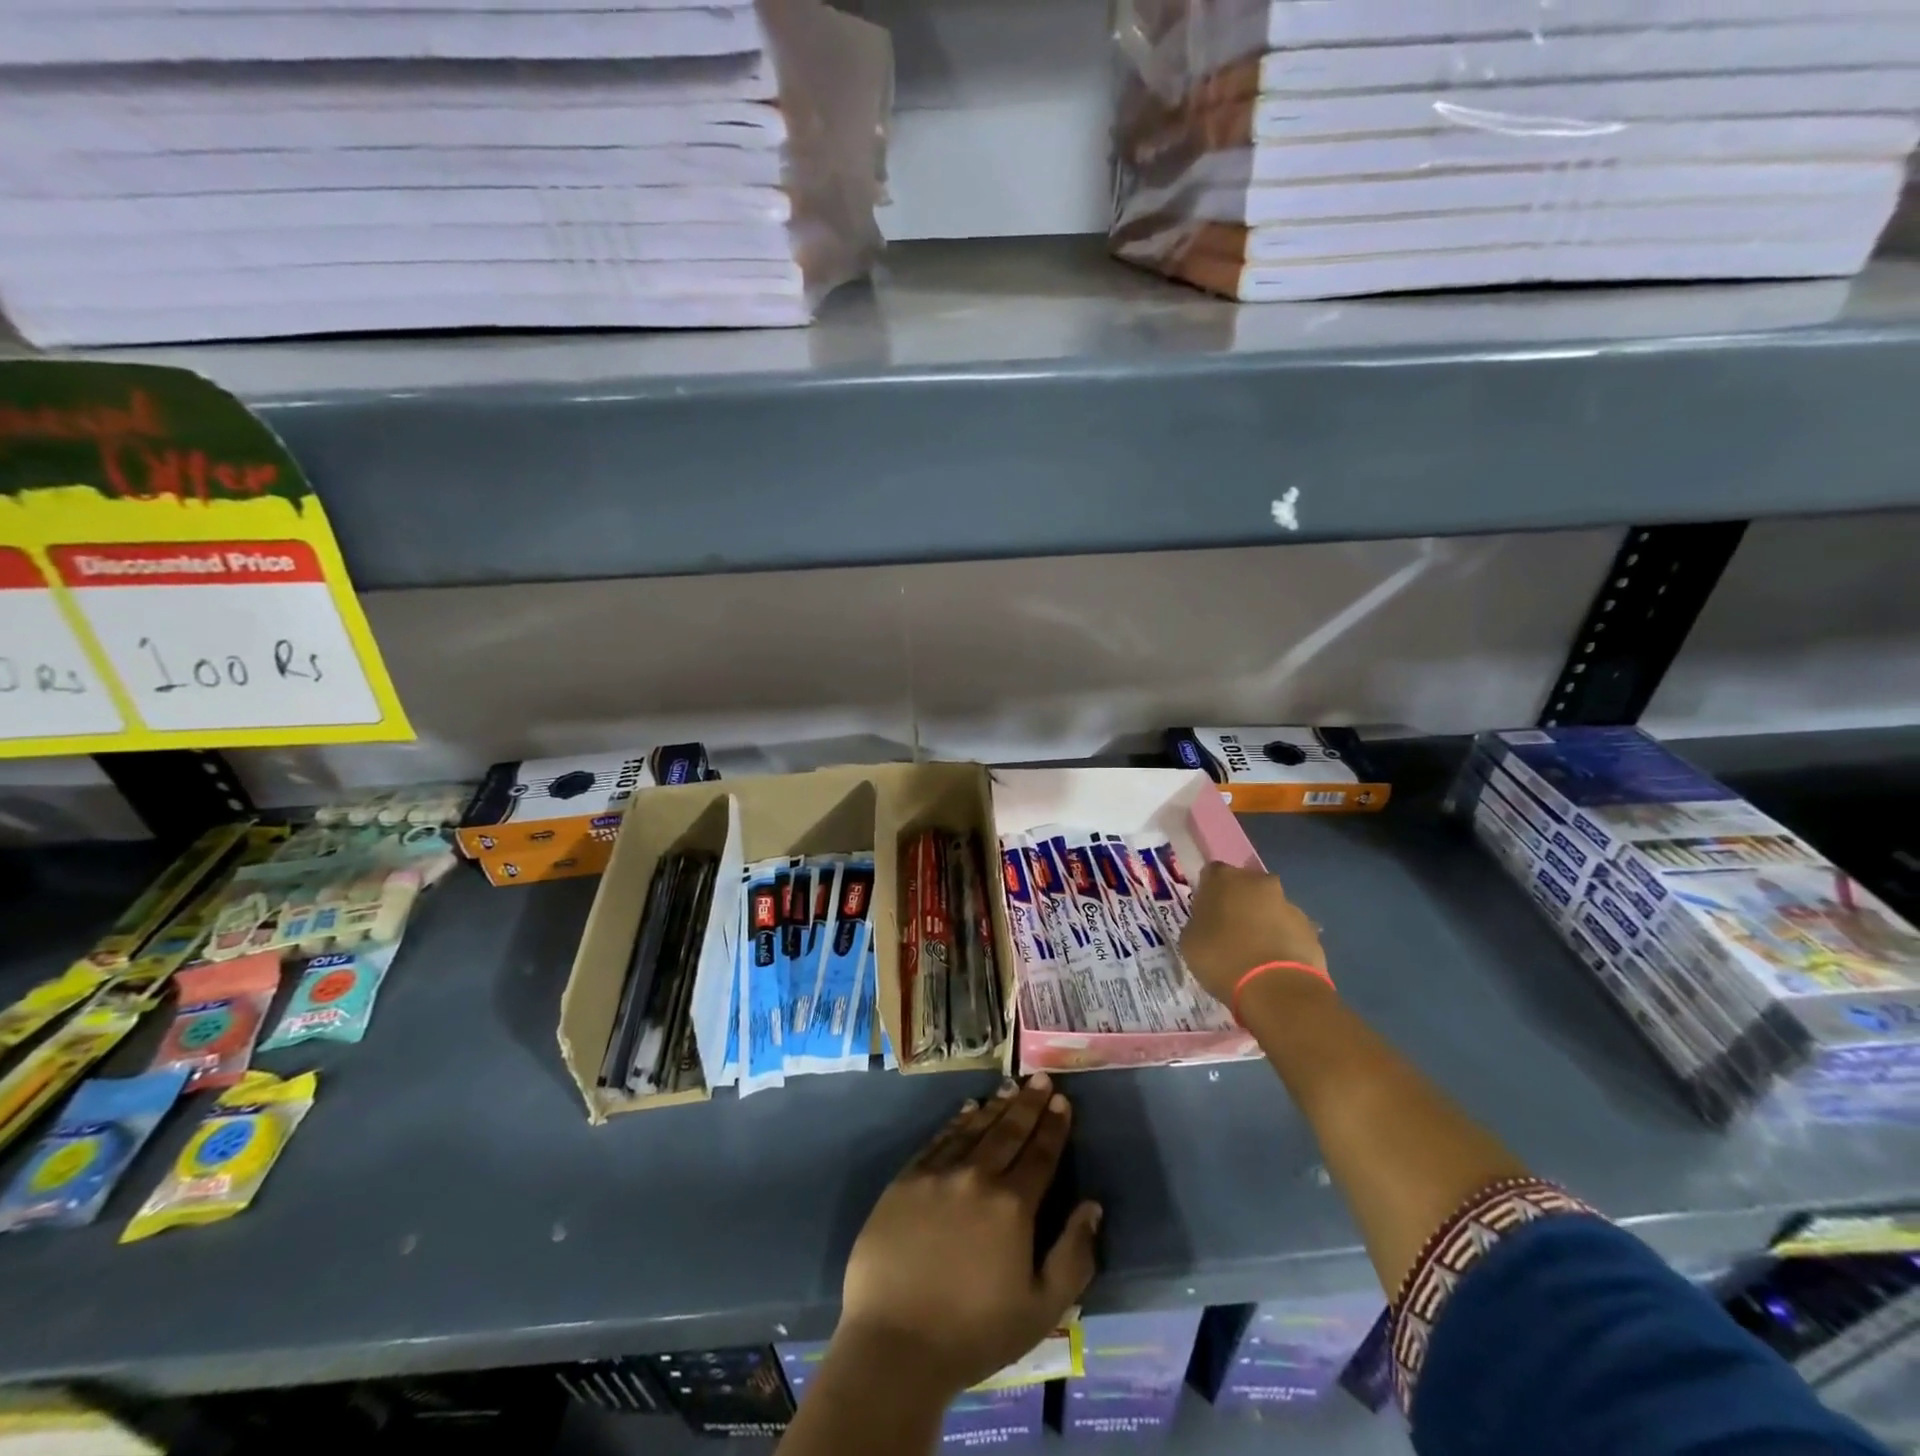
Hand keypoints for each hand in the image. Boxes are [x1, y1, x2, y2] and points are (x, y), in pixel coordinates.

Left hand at [837, 1072, 1101, 1397]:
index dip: (1054, 1126)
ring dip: (995, 1106)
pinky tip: (967, 1109)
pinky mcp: (906, 1179)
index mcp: (1012, 1206)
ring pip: (974, 1128)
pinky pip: (938, 1139)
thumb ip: (1073, 1256)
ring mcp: (938, 1174)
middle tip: (1040, 1078)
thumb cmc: (973, 1333)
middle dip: (1029, 1104)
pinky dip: (957, 1121)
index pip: (1040, 1155)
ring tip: (1011, 1087)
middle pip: (1009, 1131)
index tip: (1063, 1100)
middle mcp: (977, 1176)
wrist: (894, 1344)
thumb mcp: (1041, 1309)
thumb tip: (1092, 1207)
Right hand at [1180, 862, 1327, 1006]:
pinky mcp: (1311, 929)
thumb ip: (1198, 923)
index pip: (1211, 874)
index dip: (1206, 893)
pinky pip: (1288, 930)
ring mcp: (1288, 904)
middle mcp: (1258, 881)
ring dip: (1261, 922)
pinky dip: (1281, 941)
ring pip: (1269, 907)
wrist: (1277, 990)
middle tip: (1228, 932)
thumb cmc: (1223, 959)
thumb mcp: (1190, 942)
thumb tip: (1209, 924)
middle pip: (1244, 886)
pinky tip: (1273, 965)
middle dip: (1238, 903)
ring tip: (1253, 955)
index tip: (1204, 914)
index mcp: (1224, 878)